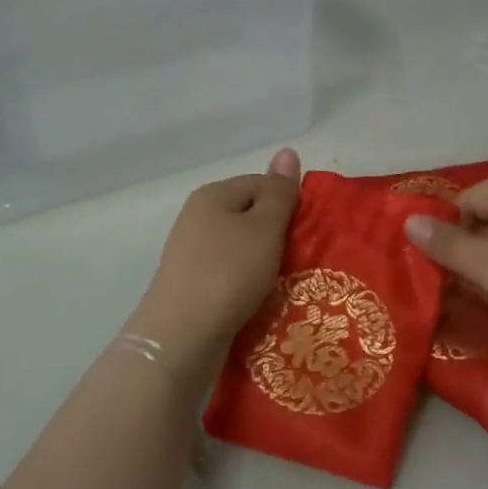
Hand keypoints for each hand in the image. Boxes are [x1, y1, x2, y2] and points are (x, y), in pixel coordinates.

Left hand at [125, 149, 301, 381]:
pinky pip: (229, 274)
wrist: (180, 338)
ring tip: (286, 283)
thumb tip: (287, 151)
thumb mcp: (264, 228)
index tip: (307, 233)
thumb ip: (279, 192)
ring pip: (241, 248)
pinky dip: (247, 284)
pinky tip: (260, 300)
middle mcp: (197, 217)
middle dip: (278, 235)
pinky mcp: (192, 285)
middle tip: (302, 258)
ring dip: (265, 263)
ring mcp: (191, 253)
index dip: (288, 204)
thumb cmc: (228, 274)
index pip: (261, 184)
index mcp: (212, 194)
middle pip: (250, 216)